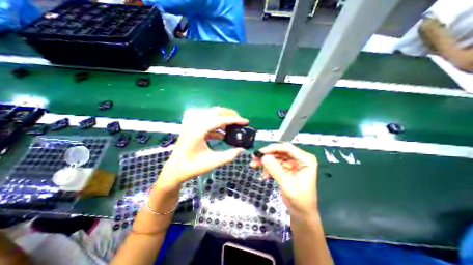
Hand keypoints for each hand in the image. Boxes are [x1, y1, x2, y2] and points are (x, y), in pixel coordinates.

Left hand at [158, 107, 248, 190]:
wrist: (175, 169)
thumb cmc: (192, 167)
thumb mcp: (213, 162)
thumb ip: (229, 155)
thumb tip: (242, 149)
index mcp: (198, 130)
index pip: (220, 119)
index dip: (235, 120)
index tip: (246, 121)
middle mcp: (193, 122)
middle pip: (215, 111)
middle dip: (230, 114)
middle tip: (239, 121)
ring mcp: (190, 121)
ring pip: (211, 113)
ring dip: (223, 118)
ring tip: (232, 126)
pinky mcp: (191, 124)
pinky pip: (206, 120)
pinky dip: (216, 124)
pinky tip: (222, 133)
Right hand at [251, 144, 316, 218]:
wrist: (301, 213)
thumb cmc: (299, 200)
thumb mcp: (287, 184)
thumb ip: (275, 170)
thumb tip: (264, 157)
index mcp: (305, 159)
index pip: (287, 148)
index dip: (273, 148)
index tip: (260, 152)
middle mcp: (299, 158)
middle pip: (280, 151)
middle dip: (267, 155)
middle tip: (254, 157)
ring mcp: (292, 163)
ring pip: (275, 157)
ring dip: (265, 161)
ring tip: (254, 165)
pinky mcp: (286, 168)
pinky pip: (275, 164)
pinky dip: (268, 168)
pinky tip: (264, 175)